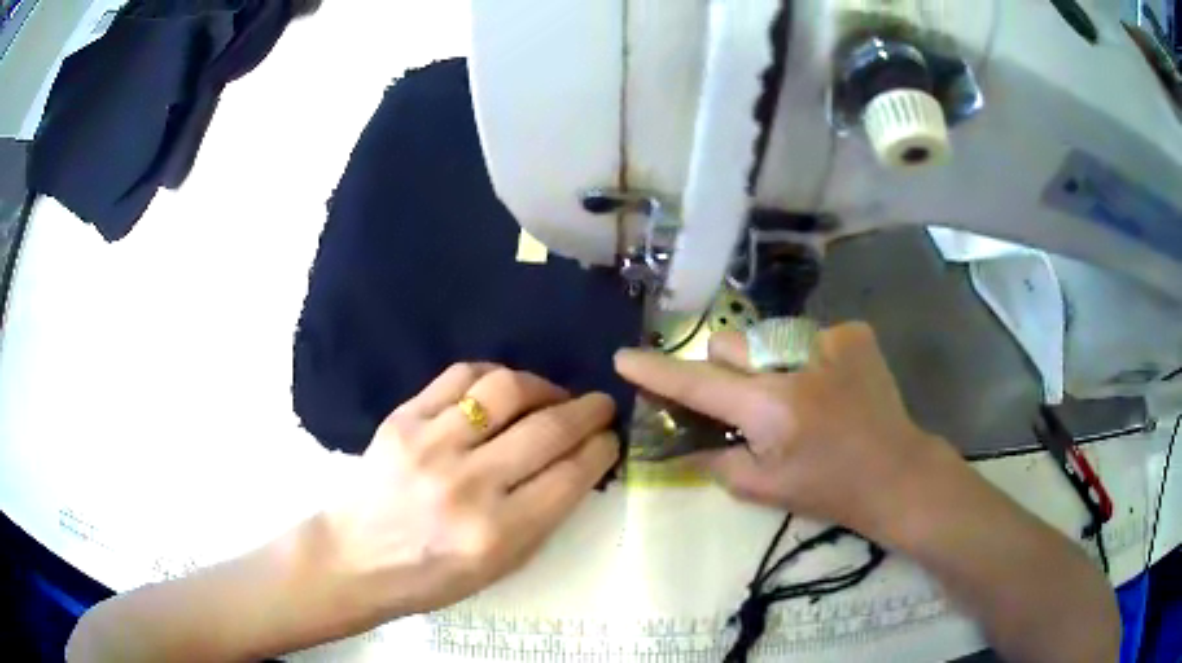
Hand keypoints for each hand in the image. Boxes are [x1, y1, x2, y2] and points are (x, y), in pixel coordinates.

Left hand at [324, 363, 619, 624]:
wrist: (356, 557)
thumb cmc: (432, 576)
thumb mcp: (500, 567)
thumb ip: (542, 516)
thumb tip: (578, 465)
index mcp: (498, 533)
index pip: (570, 476)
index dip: (601, 450)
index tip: (610, 439)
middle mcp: (468, 485)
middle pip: (547, 429)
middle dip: (588, 411)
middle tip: (600, 406)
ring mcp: (431, 445)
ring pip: (505, 390)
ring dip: (543, 387)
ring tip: (551, 396)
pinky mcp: (402, 419)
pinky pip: (459, 376)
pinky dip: (492, 376)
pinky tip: (502, 388)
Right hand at [615, 322, 957, 541]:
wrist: (897, 472)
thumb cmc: (830, 490)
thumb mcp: (763, 488)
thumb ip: (714, 461)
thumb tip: (682, 443)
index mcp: (771, 408)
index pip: (699, 383)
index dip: (657, 372)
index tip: (623, 357)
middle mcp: (796, 362)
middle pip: (729, 343)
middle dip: (723, 369)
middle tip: (743, 402)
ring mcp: (830, 340)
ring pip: (767, 336)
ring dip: (765, 363)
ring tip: (796, 396)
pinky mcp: (854, 333)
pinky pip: (806, 336)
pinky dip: (804, 359)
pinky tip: (828, 386)